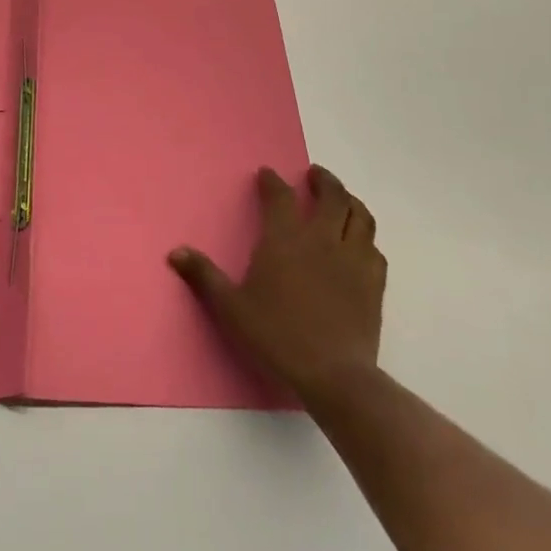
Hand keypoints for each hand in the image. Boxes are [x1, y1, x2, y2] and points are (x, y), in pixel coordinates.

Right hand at [170, 165, 385, 406]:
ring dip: (350, 201)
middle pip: (331, 196)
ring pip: (360, 216)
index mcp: (284, 239)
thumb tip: (175, 252)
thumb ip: (204, 276)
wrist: (334, 375)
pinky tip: (360, 243)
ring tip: (342, 199)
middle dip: (323, 180)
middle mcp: (321, 239)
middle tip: (314, 175)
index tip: (267, 174)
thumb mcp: (231, 308)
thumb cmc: (277, 336)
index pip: (280, 196)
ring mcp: (352, 259)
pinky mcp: (374, 282)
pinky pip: (375, 249)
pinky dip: (366, 238)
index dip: (272, 181)